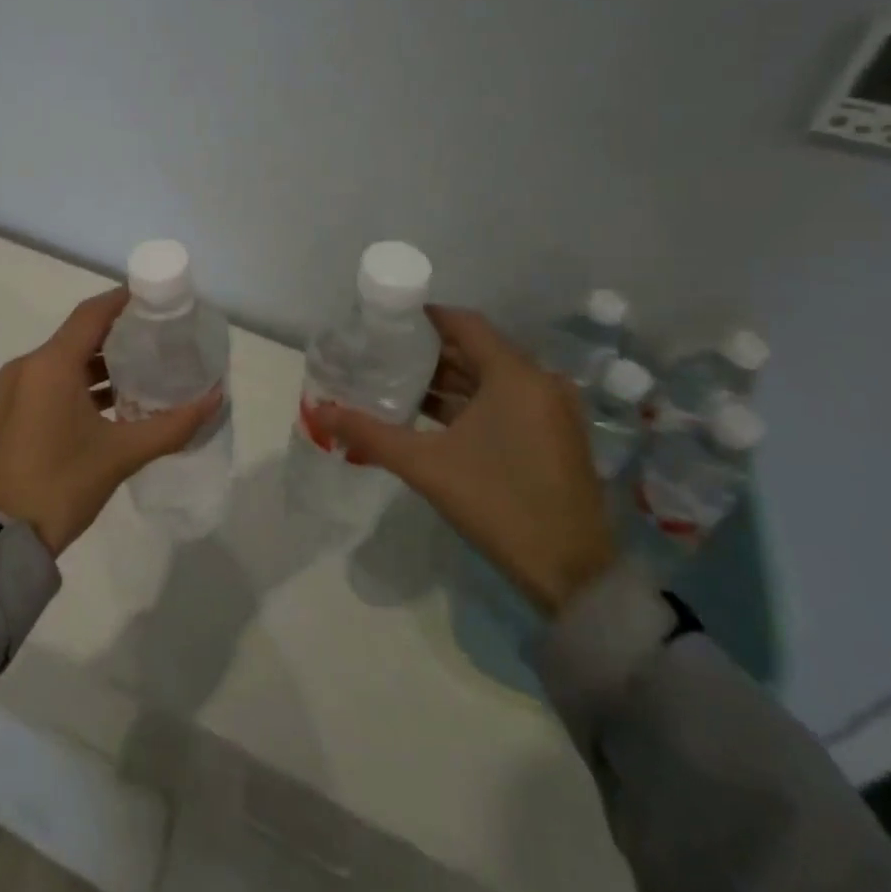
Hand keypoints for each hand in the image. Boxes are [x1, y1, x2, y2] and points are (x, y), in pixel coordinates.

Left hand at [0, 287, 222, 555]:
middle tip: (160, 337)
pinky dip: (81, 382)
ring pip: (65, 360)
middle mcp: (28, 367)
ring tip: (144, 369)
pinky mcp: (12, 412)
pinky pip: (52, 381)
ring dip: (101, 362)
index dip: (124, 301)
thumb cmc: (62, 484)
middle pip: (79, 335)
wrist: (1, 537)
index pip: (92, 314)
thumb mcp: (122, 454)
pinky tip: (113, 401)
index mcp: (50, 365)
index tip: (157, 300)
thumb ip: (172, 425)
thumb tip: (215, 399)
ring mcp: (15, 390)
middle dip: (119, 334)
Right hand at [314, 308, 617, 614]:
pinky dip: (468, 402)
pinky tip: (428, 415)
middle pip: (475, 350)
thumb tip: (319, 412)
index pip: (464, 323)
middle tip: (380, 353)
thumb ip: (369, 433)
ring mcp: (549, 410)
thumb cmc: (498, 504)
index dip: (423, 318)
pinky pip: (503, 401)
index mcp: (515, 375)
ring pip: (489, 378)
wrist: (571, 573)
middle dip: (428, 352)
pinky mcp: (552, 435)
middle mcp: (538, 382)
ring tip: (394, 381)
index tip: (384, 322)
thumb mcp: (426, 466)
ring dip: (446, 380)